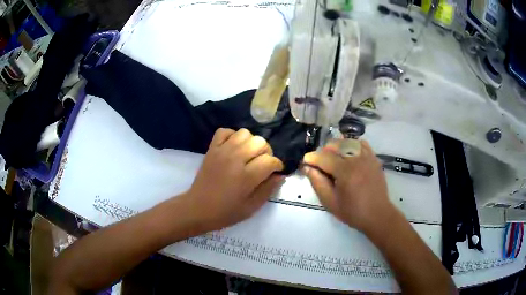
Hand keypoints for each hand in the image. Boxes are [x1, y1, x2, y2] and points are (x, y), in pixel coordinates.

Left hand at [183, 128, 283, 232]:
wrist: (197, 208)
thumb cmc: (225, 212)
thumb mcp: (251, 208)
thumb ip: (268, 190)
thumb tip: (280, 175)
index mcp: (246, 177)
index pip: (270, 160)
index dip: (277, 165)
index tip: (276, 171)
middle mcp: (235, 159)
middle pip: (260, 142)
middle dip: (266, 152)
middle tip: (262, 164)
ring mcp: (222, 151)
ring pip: (244, 133)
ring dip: (251, 142)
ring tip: (248, 155)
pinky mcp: (211, 149)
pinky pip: (224, 131)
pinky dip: (232, 136)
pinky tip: (234, 148)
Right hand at [302, 139, 395, 231]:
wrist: (377, 215)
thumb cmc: (353, 212)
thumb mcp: (330, 202)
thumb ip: (317, 183)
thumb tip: (307, 167)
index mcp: (345, 172)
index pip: (324, 157)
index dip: (312, 157)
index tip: (305, 161)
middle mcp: (357, 160)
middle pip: (335, 144)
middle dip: (323, 151)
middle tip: (320, 164)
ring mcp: (367, 157)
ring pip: (348, 142)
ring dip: (337, 147)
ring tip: (333, 159)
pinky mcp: (374, 159)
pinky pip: (361, 144)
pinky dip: (352, 145)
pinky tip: (349, 155)